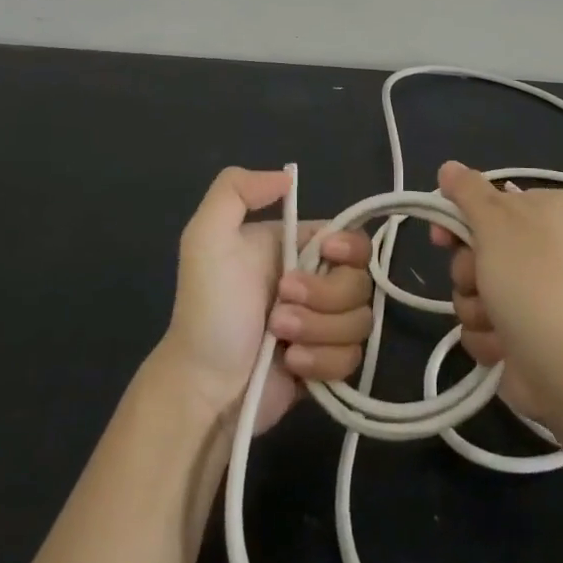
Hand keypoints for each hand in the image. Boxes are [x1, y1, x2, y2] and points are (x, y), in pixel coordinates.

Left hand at [160, 167, 373, 434]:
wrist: (202, 385)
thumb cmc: (208, 308)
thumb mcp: (206, 237)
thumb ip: (236, 190)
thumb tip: (287, 177)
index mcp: (298, 248)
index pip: (354, 238)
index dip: (349, 248)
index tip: (327, 254)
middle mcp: (318, 282)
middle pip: (361, 281)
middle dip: (324, 296)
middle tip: (280, 306)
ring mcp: (325, 325)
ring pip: (361, 321)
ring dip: (318, 329)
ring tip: (280, 337)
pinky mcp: (328, 364)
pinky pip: (353, 359)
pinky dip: (322, 361)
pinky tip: (291, 363)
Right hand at [431, 161, 562, 421]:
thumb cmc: (530, 281)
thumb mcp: (495, 222)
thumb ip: (467, 190)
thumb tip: (448, 166)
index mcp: (548, 209)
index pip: (487, 201)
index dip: (458, 220)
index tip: (442, 237)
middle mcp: (545, 244)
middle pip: (476, 247)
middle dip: (468, 271)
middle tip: (481, 280)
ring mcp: (536, 290)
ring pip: (474, 288)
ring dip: (475, 306)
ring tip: (497, 319)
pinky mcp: (526, 329)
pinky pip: (484, 323)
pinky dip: (488, 334)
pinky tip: (504, 343)